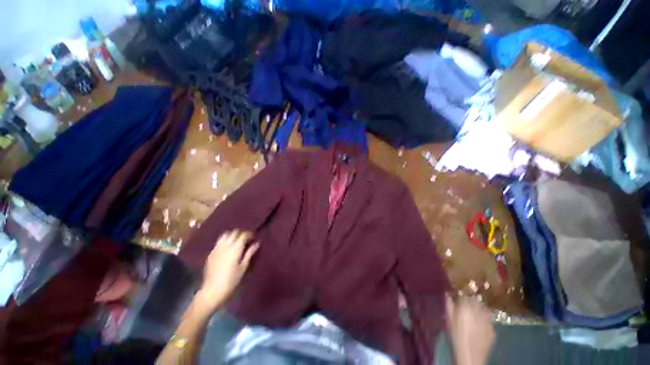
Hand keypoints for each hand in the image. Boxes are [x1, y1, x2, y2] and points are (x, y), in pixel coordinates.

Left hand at [197, 230, 258, 311]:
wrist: (212, 290)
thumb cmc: (231, 280)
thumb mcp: (243, 267)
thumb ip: (250, 253)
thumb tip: (257, 243)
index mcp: (236, 248)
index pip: (243, 235)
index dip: (249, 234)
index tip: (253, 238)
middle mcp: (226, 245)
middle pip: (234, 232)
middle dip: (241, 233)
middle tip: (245, 239)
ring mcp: (217, 248)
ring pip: (225, 235)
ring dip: (232, 235)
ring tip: (236, 241)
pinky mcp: (211, 253)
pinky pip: (219, 242)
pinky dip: (224, 241)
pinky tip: (227, 248)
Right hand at [446, 295, 494, 364]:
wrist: (470, 357)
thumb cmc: (456, 338)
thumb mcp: (449, 321)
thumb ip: (449, 306)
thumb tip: (448, 295)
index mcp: (465, 308)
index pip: (466, 296)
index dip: (463, 297)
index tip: (459, 300)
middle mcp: (478, 312)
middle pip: (476, 301)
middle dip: (472, 302)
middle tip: (467, 307)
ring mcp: (488, 321)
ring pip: (484, 309)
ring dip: (480, 310)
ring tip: (475, 315)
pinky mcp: (493, 330)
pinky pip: (489, 320)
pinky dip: (485, 320)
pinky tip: (480, 326)